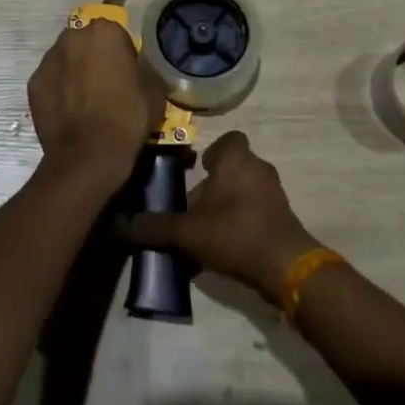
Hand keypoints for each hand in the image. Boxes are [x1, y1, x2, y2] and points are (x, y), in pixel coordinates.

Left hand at [28, 20, 165, 189]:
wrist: (89, 156)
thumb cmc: (127, 118)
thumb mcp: (154, 90)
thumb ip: (144, 68)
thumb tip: (137, 68)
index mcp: (105, 32)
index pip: (116, 34)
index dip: (122, 54)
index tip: (127, 74)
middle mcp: (72, 37)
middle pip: (86, 42)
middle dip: (94, 57)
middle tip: (105, 84)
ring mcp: (48, 60)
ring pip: (66, 59)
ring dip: (74, 71)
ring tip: (84, 100)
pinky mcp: (33, 83)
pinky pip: (51, 80)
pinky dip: (58, 90)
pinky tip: (68, 112)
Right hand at [127, 132, 321, 301]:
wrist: (284, 265)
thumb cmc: (234, 232)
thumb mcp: (187, 232)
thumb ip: (156, 227)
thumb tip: (120, 224)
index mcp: (236, 158)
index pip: (228, 140)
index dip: (213, 153)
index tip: (198, 171)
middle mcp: (258, 167)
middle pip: (234, 167)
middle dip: (216, 185)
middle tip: (195, 207)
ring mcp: (274, 192)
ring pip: (245, 190)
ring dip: (229, 205)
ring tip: (208, 231)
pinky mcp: (283, 216)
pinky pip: (257, 211)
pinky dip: (243, 222)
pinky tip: (227, 248)